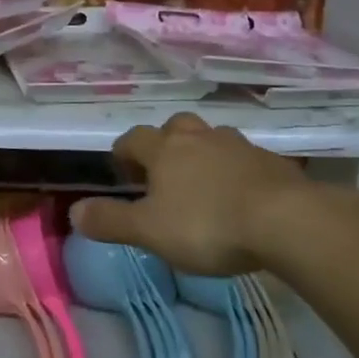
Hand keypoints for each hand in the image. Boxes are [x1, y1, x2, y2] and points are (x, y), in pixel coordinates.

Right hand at [71, 114, 312, 275]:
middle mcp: (199, 137)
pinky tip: (239, 194)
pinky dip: (235, 169)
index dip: (124, 152)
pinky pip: (244, 157)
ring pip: (211, 138)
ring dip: (202, 152)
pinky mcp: (270, 161)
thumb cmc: (208, 224)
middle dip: (165, 143)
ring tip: (202, 182)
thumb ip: (111, 221)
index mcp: (165, 149)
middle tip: (164, 171)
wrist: (285, 219)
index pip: (134, 138)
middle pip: (175, 126)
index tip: (123, 171)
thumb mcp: (150, 231)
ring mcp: (238, 145)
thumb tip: (73, 211)